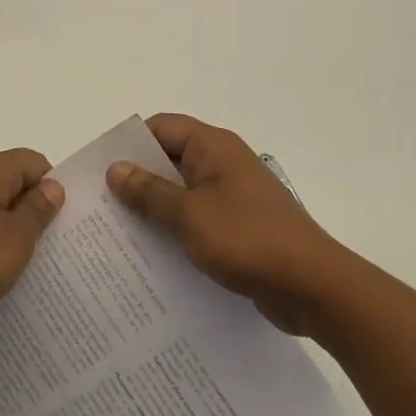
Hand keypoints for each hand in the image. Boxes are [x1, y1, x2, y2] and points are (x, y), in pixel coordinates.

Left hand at [0, 149, 64, 337]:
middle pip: (11, 182)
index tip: (61, 225)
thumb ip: (37, 211)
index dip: (52, 189)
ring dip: (5, 230)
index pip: (35, 163)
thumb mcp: (14, 241)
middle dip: (30, 211)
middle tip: (48, 249)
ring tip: (18, 265)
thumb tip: (52, 186)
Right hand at [109, 114, 338, 335]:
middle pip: (170, 160)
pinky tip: (152, 256)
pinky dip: (176, 231)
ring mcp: (234, 197)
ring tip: (118, 234)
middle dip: (137, 180)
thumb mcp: (189, 214)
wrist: (314, 287)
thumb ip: (149, 192)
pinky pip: (198, 219)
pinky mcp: (240, 227)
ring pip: (182, 193)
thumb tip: (115, 168)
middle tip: (101, 205)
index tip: (101, 169)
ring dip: (155, 210)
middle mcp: (224, 164)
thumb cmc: (248, 240)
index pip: (162, 128)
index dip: (131, 143)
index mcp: (214, 148)